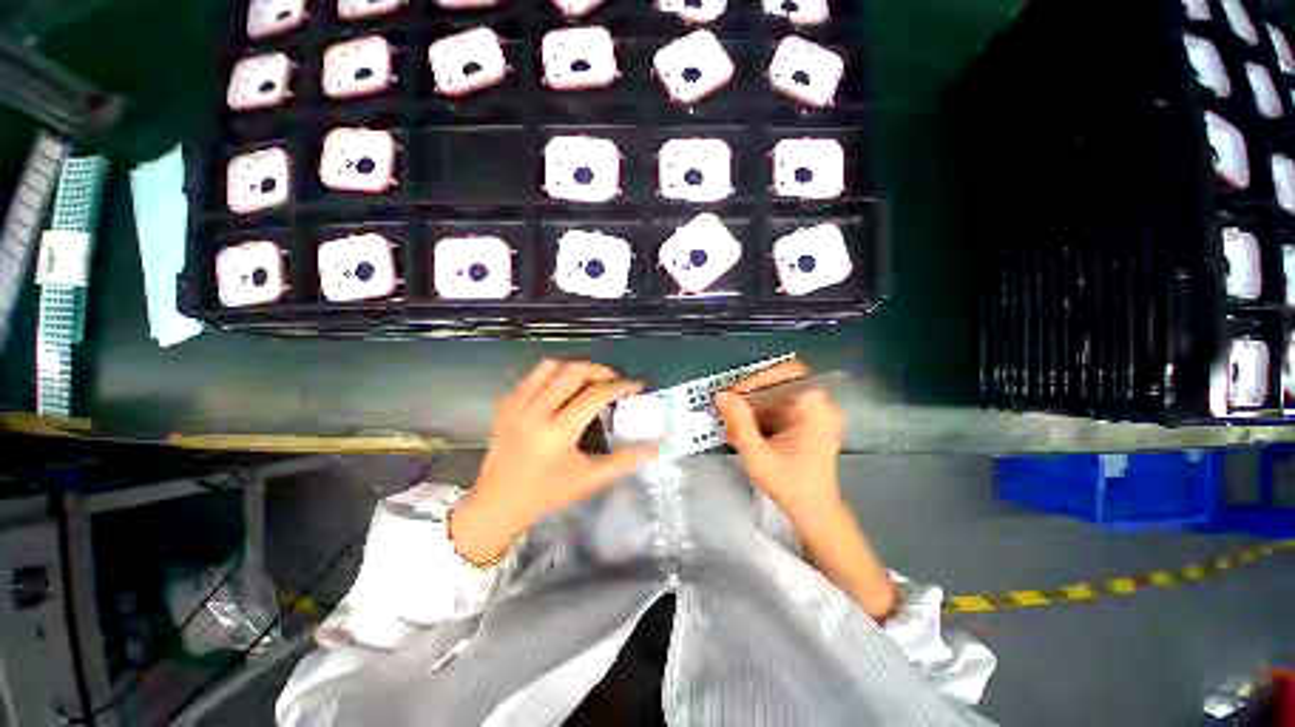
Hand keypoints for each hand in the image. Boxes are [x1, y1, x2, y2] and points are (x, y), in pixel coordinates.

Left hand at [451, 360, 655, 564]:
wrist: (497, 503)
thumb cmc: (546, 494)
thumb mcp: (589, 480)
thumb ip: (624, 461)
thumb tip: (654, 447)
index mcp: (558, 431)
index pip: (596, 394)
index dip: (621, 386)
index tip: (637, 385)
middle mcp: (536, 410)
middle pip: (574, 371)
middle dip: (601, 370)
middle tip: (615, 380)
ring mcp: (517, 403)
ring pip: (551, 365)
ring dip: (576, 367)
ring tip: (591, 379)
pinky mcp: (506, 403)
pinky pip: (533, 375)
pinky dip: (554, 373)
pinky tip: (563, 386)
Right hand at [715, 359, 845, 523]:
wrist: (814, 514)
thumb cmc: (790, 485)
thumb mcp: (757, 454)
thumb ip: (739, 421)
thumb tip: (721, 395)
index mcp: (815, 408)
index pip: (788, 373)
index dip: (759, 378)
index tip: (734, 393)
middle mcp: (820, 405)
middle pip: (781, 384)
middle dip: (751, 395)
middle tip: (727, 406)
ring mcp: (814, 414)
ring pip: (777, 397)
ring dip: (752, 407)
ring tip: (731, 421)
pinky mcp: (807, 424)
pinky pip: (780, 409)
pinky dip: (760, 417)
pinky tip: (743, 430)